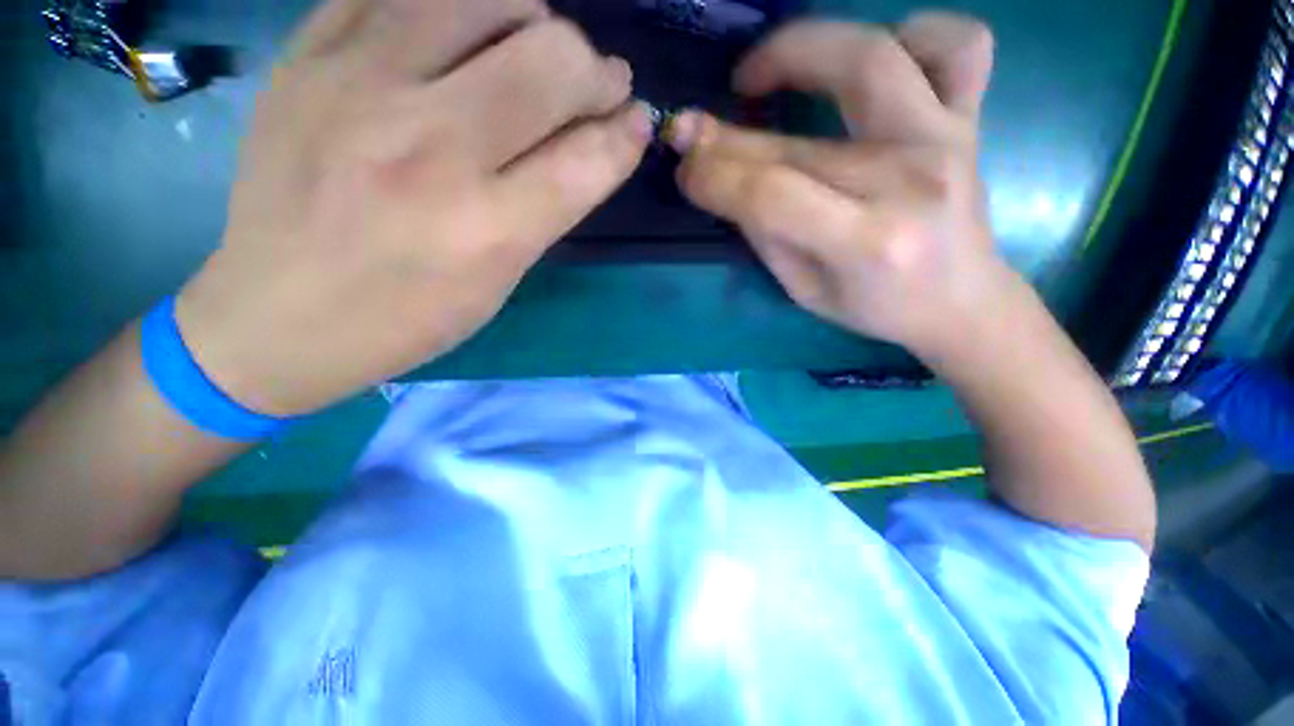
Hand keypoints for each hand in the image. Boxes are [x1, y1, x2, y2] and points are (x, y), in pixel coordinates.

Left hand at [177, 0, 652, 415]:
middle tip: (594, 86)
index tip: (636, 121)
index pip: (590, 158)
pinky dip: (457, 2)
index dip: (628, 133)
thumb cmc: (407, 317)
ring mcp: (360, 86)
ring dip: (533, 19)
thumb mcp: (499, 280)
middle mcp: (431, 148)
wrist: (276, 314)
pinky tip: (463, 33)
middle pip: (552, 61)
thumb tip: (600, 143)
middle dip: (595, 71)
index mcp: (488, 229)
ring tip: (530, 48)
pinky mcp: (309, 56)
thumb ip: (551, 207)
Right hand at [670, 14, 1002, 362]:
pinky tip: (875, 59)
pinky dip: (914, 31)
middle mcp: (910, 180)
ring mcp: (948, 139)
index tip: (684, 171)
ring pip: (874, 56)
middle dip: (728, 133)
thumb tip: (720, 178)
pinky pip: (960, 44)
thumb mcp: (805, 290)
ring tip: (763, 72)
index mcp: (867, 242)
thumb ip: (765, 235)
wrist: (960, 302)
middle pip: (800, 140)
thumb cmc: (878, 307)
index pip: (770, 195)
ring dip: (802, 49)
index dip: (714, 176)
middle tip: (697, 128)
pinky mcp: (970, 119)